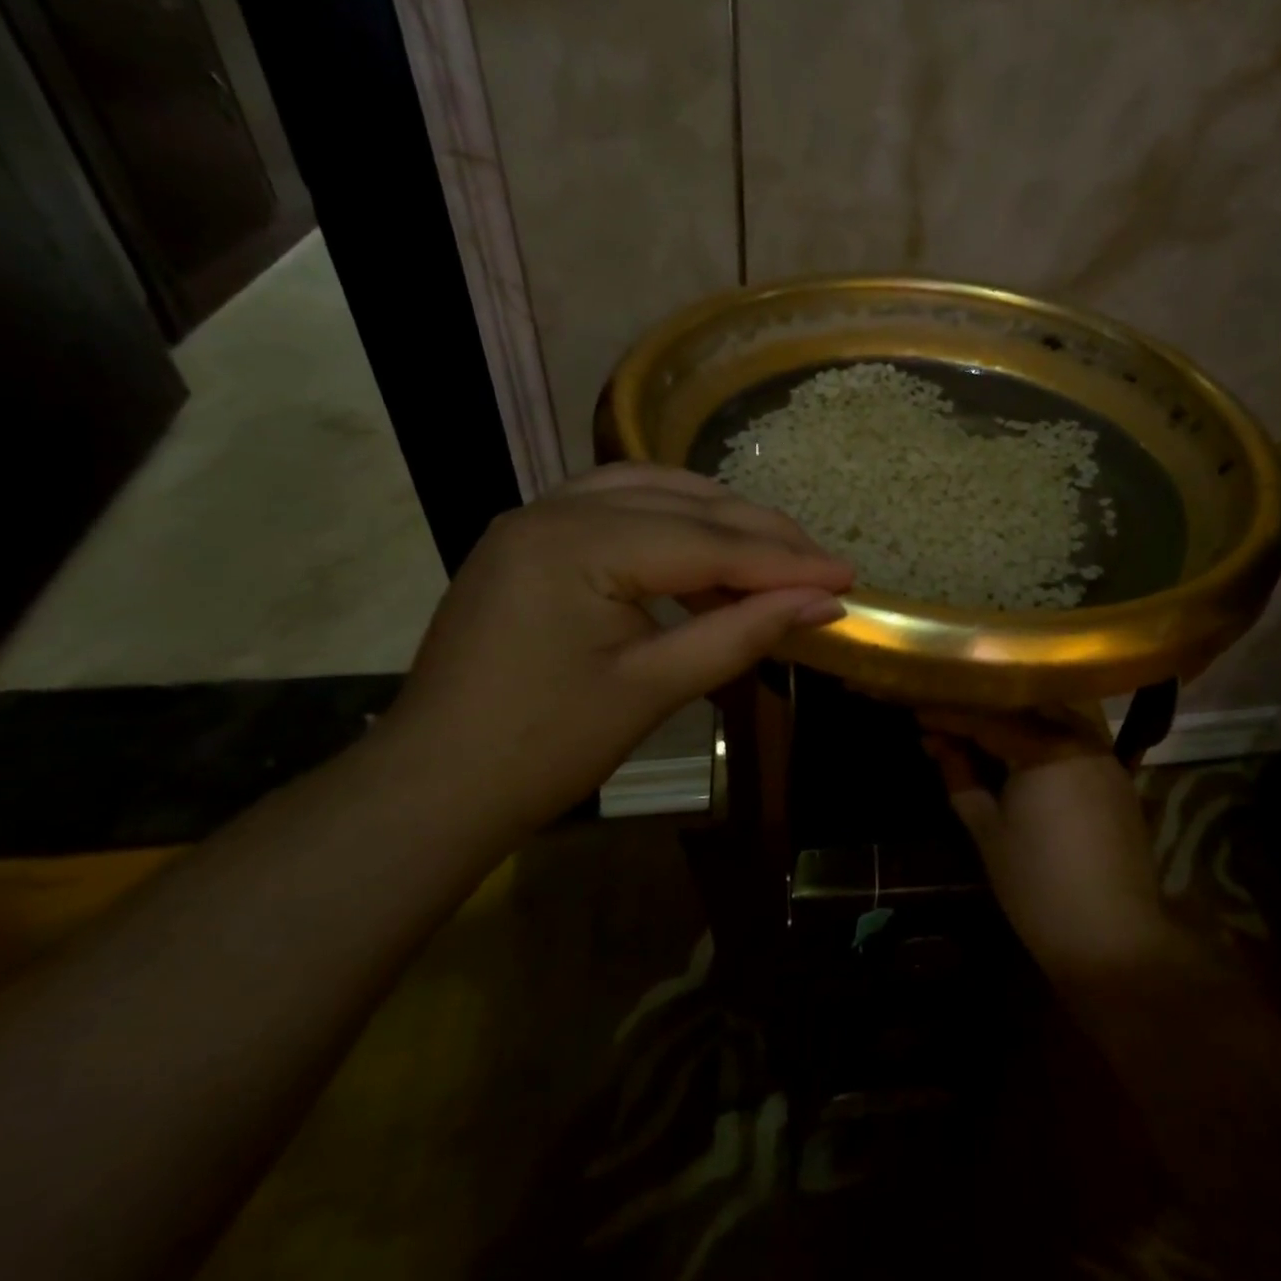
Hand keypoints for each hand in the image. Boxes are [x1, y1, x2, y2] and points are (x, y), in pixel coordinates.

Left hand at [374, 463, 852, 836]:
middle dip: (761, 536)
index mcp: (576, 543)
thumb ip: (743, 633)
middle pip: (685, 505)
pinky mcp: (532, 538)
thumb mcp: (654, 688)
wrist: (434, 788)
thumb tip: (825, 604)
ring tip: (776, 557)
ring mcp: (536, 517)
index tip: (847, 575)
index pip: (707, 542)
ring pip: (654, 492)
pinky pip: (619, 508)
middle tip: (823, 567)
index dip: (784, 561)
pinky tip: (707, 555)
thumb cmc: (543, 748)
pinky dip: (674, 524)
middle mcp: (553, 508)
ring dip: (720, 520)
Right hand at [922, 708, 1183, 980]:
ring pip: (1053, 720)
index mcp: (1044, 747)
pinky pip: (1074, 742)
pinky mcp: (1118, 779)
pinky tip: (1022, 755)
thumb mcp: (987, 830)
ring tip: (980, 735)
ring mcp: (1105, 757)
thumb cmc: (1037, 886)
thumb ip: (961, 777)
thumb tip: (937, 743)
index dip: (950, 716)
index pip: (988, 718)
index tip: (918, 715)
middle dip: (985, 712)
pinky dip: (1044, 740)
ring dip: (1017, 722)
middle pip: (1024, 709)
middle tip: (948, 723)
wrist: (1113, 939)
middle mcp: (1079, 739)